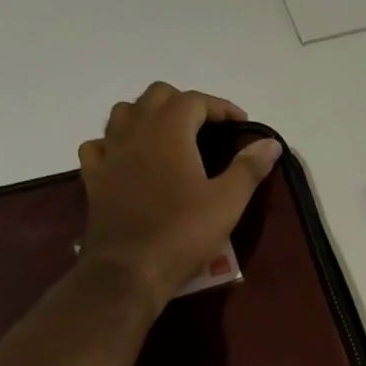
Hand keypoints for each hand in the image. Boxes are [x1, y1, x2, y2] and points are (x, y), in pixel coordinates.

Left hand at [76, 82, 283, 307]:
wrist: (130, 269)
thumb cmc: (183, 234)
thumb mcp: (227, 203)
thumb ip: (248, 169)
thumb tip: (271, 142)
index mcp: (170, 130)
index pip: (195, 100)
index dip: (220, 107)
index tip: (240, 124)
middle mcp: (135, 130)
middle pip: (157, 96)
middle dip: (184, 104)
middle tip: (206, 128)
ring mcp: (110, 153)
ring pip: (125, 113)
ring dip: (148, 115)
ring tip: (168, 137)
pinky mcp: (94, 178)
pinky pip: (99, 145)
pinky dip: (115, 143)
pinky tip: (127, 158)